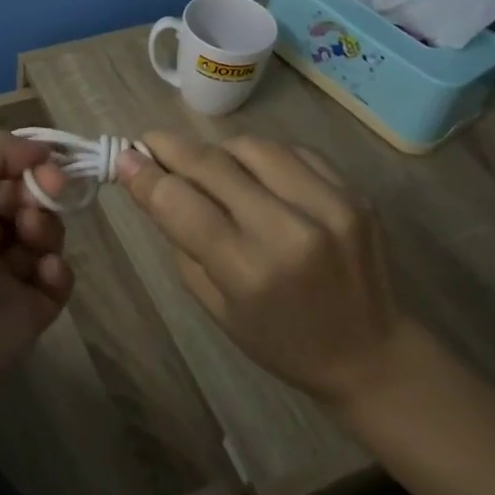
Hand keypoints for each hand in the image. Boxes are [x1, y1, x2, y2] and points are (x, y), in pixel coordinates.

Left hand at [0, 130, 73, 404]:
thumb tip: (40, 152)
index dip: (23, 162)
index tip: (45, 160)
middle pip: (23, 202)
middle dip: (40, 190)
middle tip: (48, 190)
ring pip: (43, 237)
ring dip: (46, 225)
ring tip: (32, 235)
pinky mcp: (26, 315)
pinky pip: (55, 282)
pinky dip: (57, 270)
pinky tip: (44, 271)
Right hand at [117, 131, 402, 406]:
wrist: (371, 353)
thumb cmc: (279, 341)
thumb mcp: (215, 305)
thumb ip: (181, 239)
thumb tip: (149, 181)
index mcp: (249, 270)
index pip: (180, 202)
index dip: (144, 174)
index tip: (123, 155)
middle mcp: (290, 230)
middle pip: (212, 163)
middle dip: (171, 147)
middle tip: (149, 142)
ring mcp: (330, 205)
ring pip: (252, 146)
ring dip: (218, 151)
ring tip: (208, 166)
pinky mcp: (354, 193)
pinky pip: (292, 152)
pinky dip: (262, 157)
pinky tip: (254, 174)